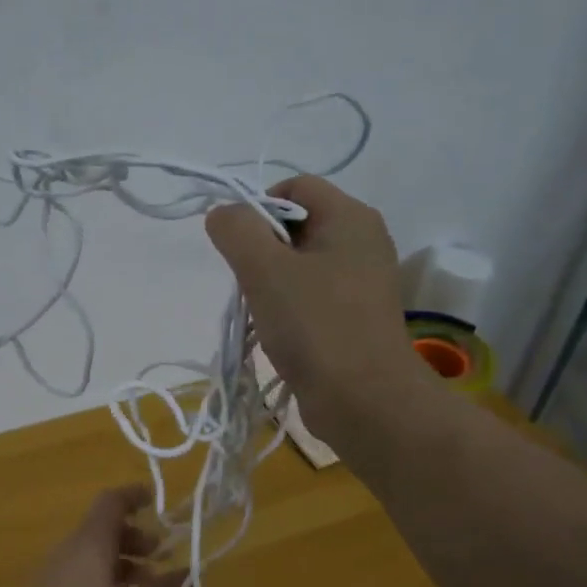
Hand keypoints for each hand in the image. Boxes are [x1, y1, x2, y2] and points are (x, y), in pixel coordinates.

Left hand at [0, 487, 187, 586]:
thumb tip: (194, 575)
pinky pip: (81, 576)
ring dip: (123, 564)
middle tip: (163, 557)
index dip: (135, 496)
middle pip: (104, 529)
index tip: (157, 502)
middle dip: (136, 538)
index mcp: (90, 543)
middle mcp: (69, 551)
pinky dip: (106, 582)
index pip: (112, 501)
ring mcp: (53, 575)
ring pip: (93, 555)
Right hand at [205, 175, 421, 432]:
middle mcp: (363, 241)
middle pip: (297, 224)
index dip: (258, 206)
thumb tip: (223, 213)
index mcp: (351, 217)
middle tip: (248, 283)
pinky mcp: (356, 316)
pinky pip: (313, 295)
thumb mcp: (265, 270)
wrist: (363, 400)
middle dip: (261, 249)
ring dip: (271, 282)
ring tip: (262, 312)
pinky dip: (289, 307)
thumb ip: (237, 230)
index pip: (295, 186)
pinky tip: (278, 332)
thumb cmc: (315, 326)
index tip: (237, 246)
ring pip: (301, 263)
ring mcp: (363, 282)